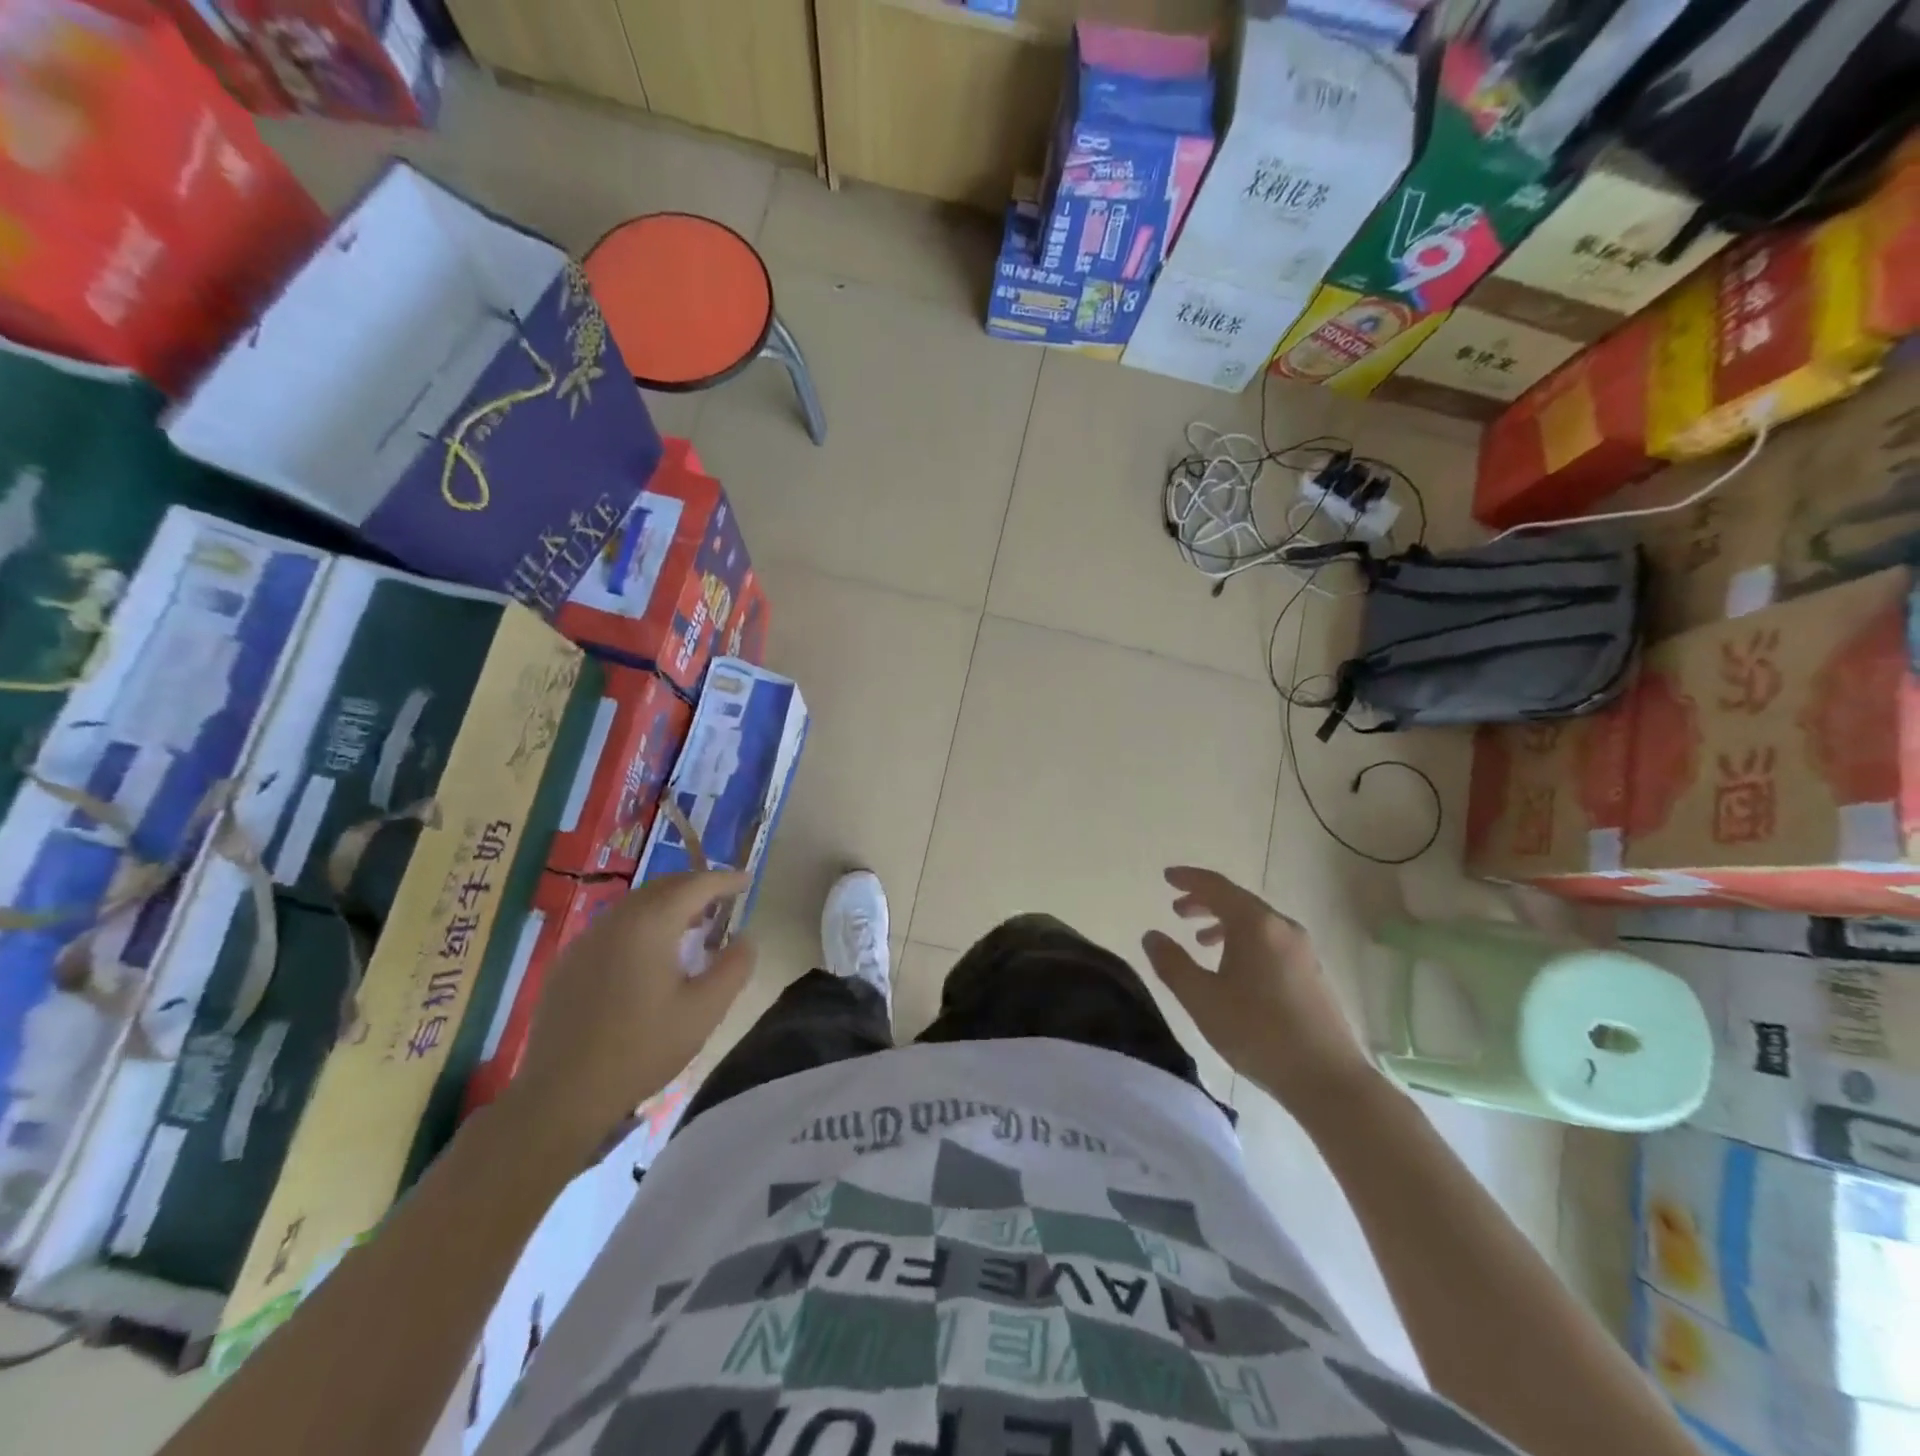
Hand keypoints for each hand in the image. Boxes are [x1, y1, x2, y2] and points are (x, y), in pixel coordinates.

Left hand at [505, 870, 755, 1163]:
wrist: (562, 1095)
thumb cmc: (642, 1049)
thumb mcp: (704, 1011)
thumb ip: (733, 968)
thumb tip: (746, 938)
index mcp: (650, 925)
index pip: (695, 885)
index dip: (725, 879)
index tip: (747, 880)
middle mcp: (615, 921)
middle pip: (662, 887)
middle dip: (696, 886)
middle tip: (723, 898)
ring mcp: (586, 941)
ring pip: (635, 905)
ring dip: (668, 904)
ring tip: (692, 923)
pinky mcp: (568, 963)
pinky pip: (614, 927)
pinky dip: (642, 924)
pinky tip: (650, 953)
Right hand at [1142, 867, 1378, 1114]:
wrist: (1327, 1078)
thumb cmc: (1258, 1032)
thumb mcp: (1202, 998)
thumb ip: (1172, 963)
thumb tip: (1152, 935)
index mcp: (1255, 924)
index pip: (1216, 886)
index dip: (1189, 879)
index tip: (1167, 877)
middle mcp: (1282, 927)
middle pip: (1238, 901)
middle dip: (1204, 901)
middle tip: (1177, 910)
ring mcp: (1302, 950)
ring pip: (1256, 923)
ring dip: (1224, 923)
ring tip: (1200, 941)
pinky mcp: (1311, 972)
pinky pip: (1270, 940)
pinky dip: (1244, 940)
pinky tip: (1234, 968)